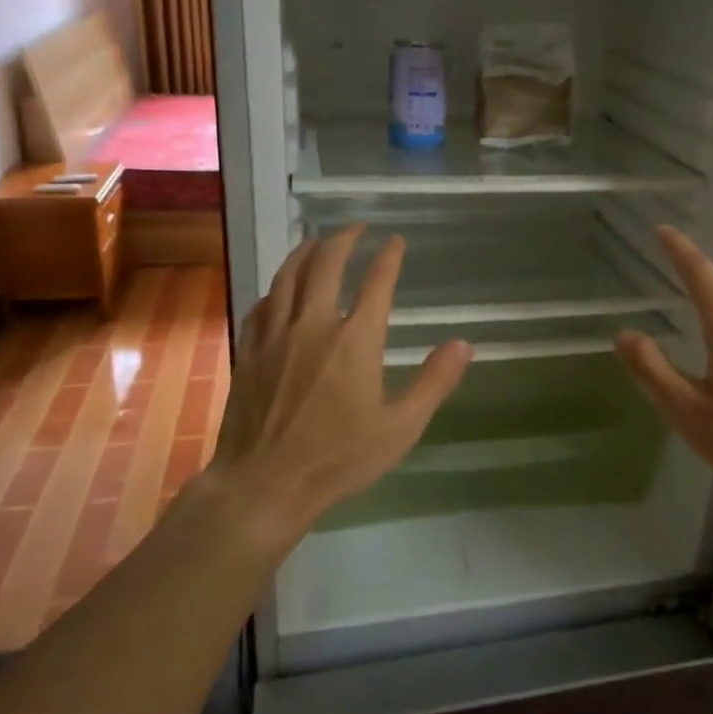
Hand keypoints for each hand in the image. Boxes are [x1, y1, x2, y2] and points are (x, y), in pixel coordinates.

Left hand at [206, 225, 471, 545]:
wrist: (264, 485)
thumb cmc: (338, 459)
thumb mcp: (401, 427)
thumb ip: (434, 382)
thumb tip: (464, 344)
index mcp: (354, 341)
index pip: (376, 283)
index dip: (388, 257)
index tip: (395, 241)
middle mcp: (313, 326)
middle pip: (325, 265)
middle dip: (343, 239)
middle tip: (356, 228)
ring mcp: (275, 337)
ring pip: (287, 277)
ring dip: (305, 252)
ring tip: (316, 241)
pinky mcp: (248, 353)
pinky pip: (261, 307)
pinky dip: (275, 290)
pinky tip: (279, 291)